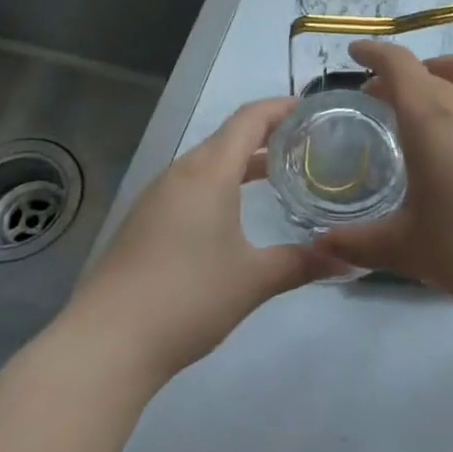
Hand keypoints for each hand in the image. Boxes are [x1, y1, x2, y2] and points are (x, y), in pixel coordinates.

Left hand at [63, 98, 341, 380]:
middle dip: (268, 135)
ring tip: (278, 175)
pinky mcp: (144, 222)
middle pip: (229, 136)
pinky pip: (191, 186)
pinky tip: (235, 213)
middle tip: (307, 144)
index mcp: (209, 171)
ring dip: (243, 161)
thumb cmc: (188, 297)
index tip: (313, 110)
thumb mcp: (254, 280)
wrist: (105, 343)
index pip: (250, 118)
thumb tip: (347, 261)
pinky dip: (221, 184)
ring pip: (208, 163)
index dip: (282, 108)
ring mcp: (157, 197)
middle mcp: (181, 173)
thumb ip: (301, 263)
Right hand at [315, 42, 452, 319]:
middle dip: (402, 76)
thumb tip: (321, 245)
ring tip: (435, 91)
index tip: (356, 54)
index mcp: (430, 118)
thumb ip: (359, 243)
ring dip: (445, 71)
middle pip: (431, 69)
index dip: (373, 53)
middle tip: (385, 99)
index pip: (396, 65)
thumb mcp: (408, 250)